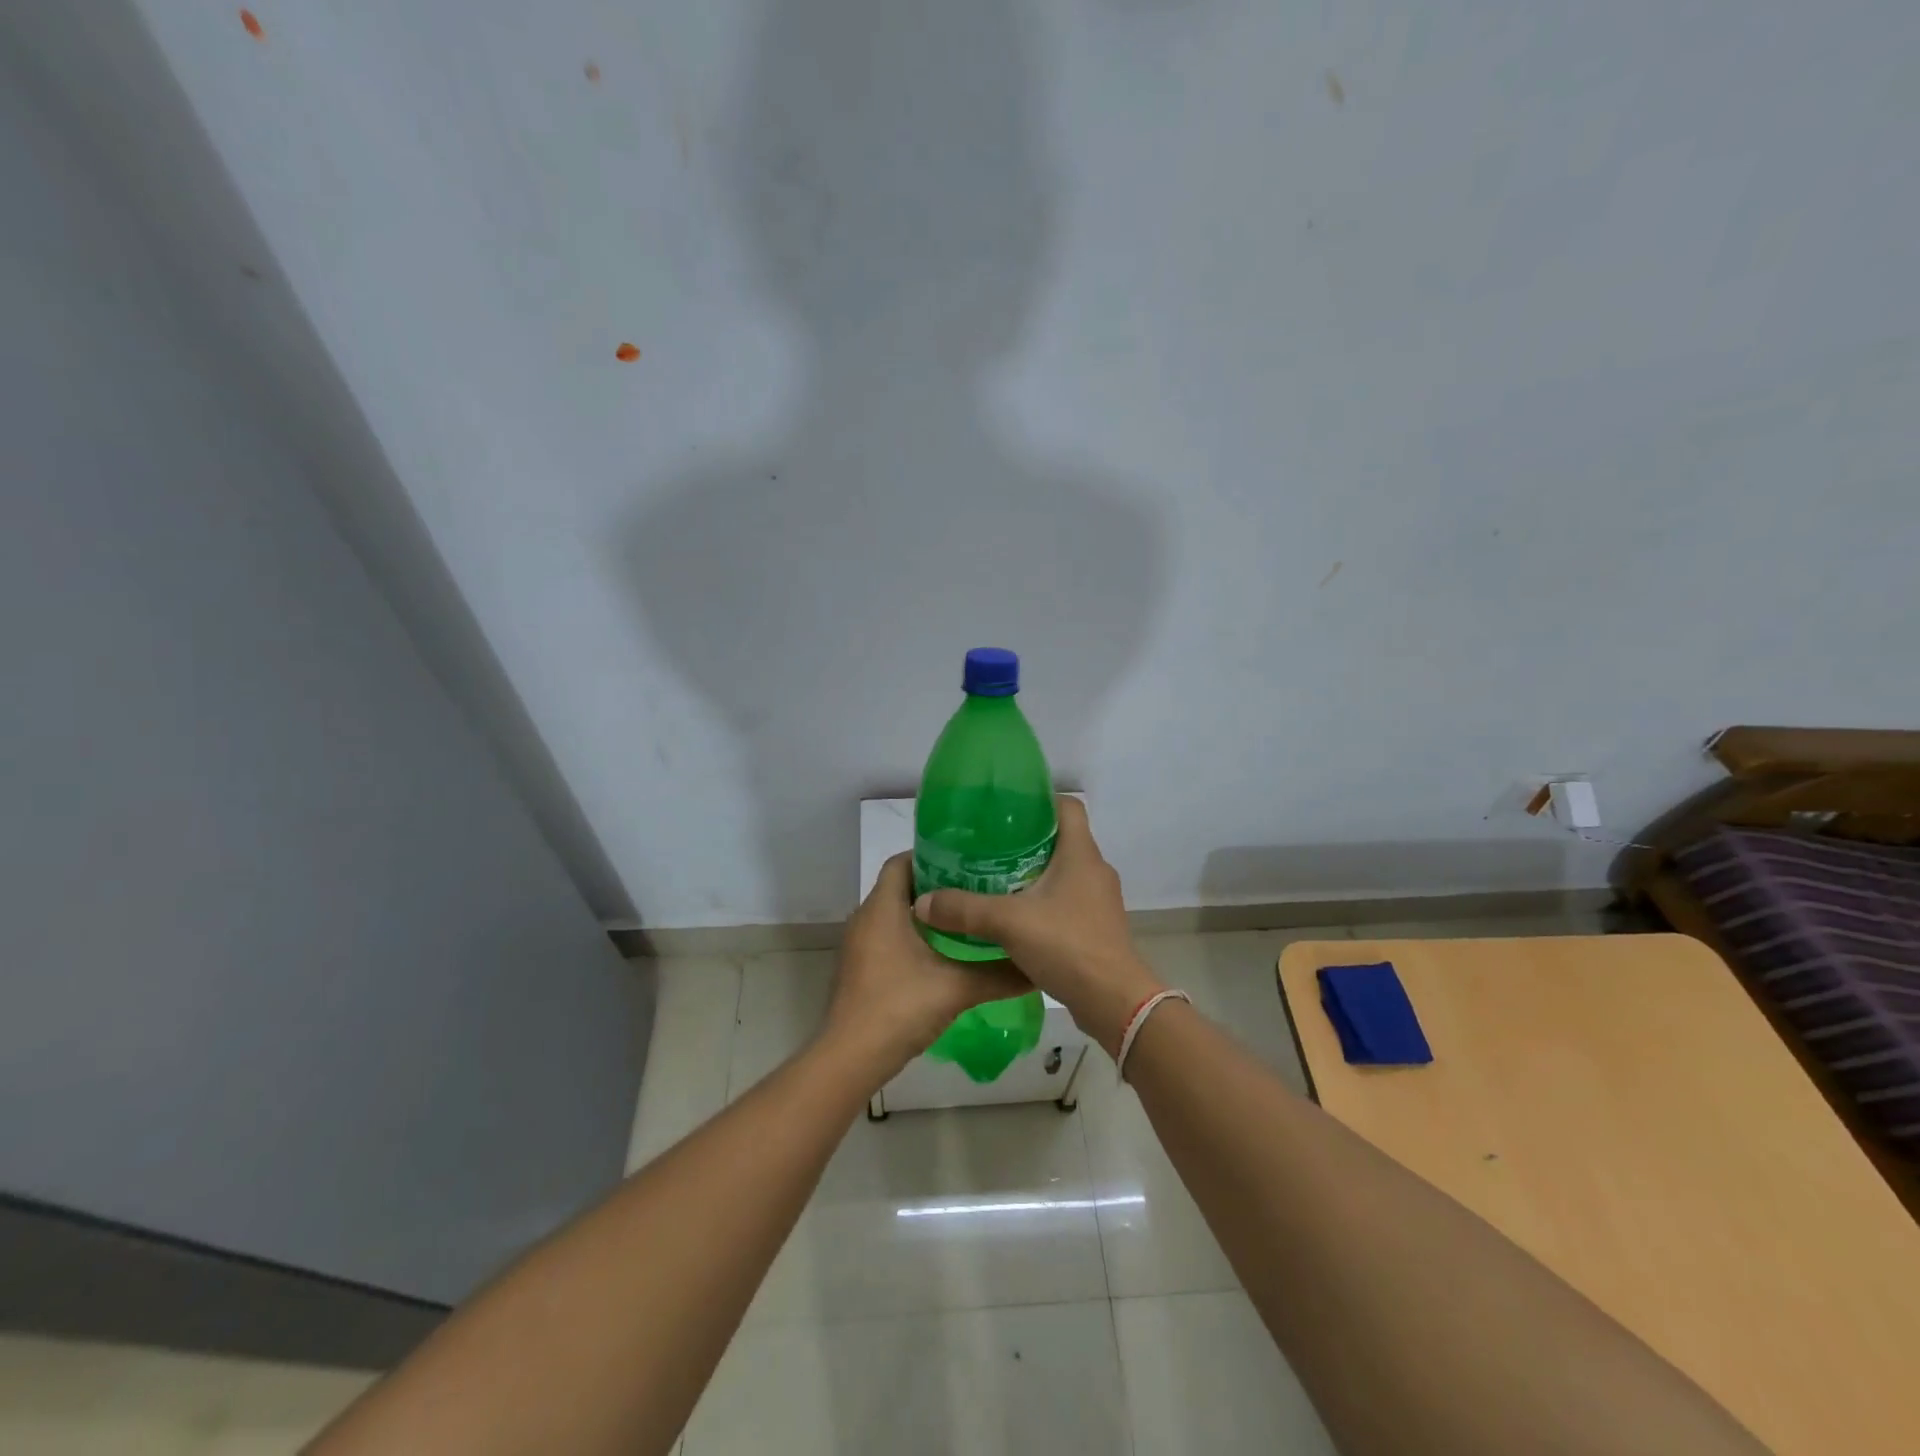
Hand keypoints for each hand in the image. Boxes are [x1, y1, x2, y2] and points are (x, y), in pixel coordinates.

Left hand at [824, 852, 1031, 1083]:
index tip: (968, 860)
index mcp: (882, 908)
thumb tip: (1036, 966)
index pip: (902, 861)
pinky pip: (889, 936)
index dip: (932, 855)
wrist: (850, 1059)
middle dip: (938, 884)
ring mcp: (860, 945)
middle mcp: (866, 918)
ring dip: (928, 913)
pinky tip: (945, 952)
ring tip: (967, 916)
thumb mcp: (955, 988)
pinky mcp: (861, 968)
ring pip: (895, 913)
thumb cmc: (898, 1008)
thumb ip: (998, 975)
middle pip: (901, 886)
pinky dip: (915, 935)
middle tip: (977, 887)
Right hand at [912, 797, 1161, 1055]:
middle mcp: (1095, 870)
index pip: (1068, 806)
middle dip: (1025, 839)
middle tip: (988, 846)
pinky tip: (1015, 916)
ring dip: (1033, 872)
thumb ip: (964, 909)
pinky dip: (1043, 901)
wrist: (1113, 1001)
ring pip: (1063, 872)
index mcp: (1081, 853)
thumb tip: (922, 902)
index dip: (1039, 800)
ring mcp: (1099, 900)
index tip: (1006, 809)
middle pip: (1061, 839)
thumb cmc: (1066, 945)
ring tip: (995, 879)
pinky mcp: (1097, 926)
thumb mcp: (1008, 922)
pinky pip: (1067, 900)